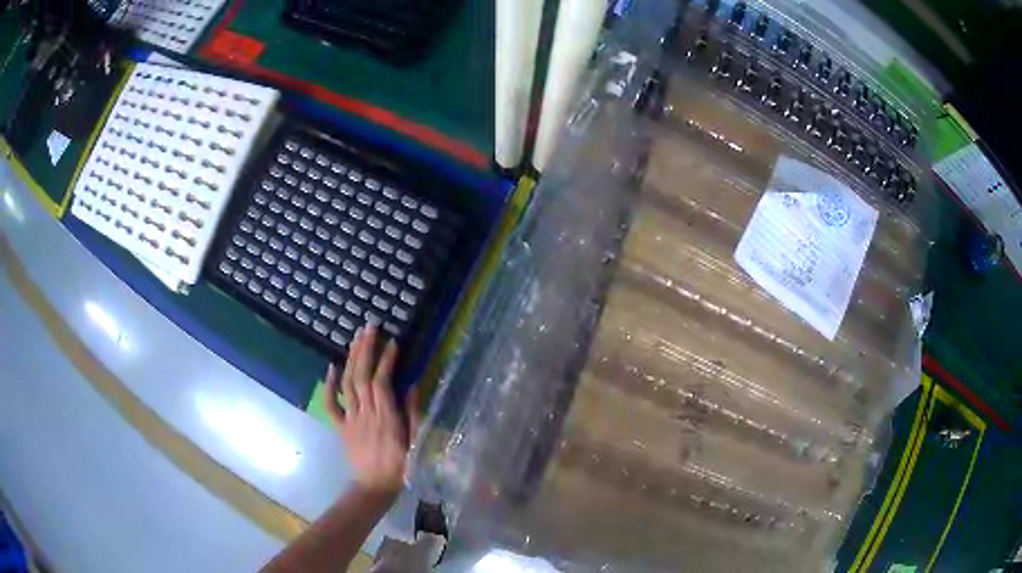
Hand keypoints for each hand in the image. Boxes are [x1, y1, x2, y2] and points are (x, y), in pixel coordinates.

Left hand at [324, 324, 420, 496]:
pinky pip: (331, 404)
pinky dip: (329, 385)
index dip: (386, 360)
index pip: (382, 382)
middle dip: (364, 350)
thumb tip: (411, 385)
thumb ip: (412, 413)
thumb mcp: (414, 441)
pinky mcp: (340, 426)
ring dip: (350, 359)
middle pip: (361, 376)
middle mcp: (365, 413)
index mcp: (386, 417)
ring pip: (347, 384)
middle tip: (369, 328)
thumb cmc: (401, 465)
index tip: (392, 341)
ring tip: (355, 339)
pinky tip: (331, 367)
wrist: (375, 486)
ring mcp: (350, 418)